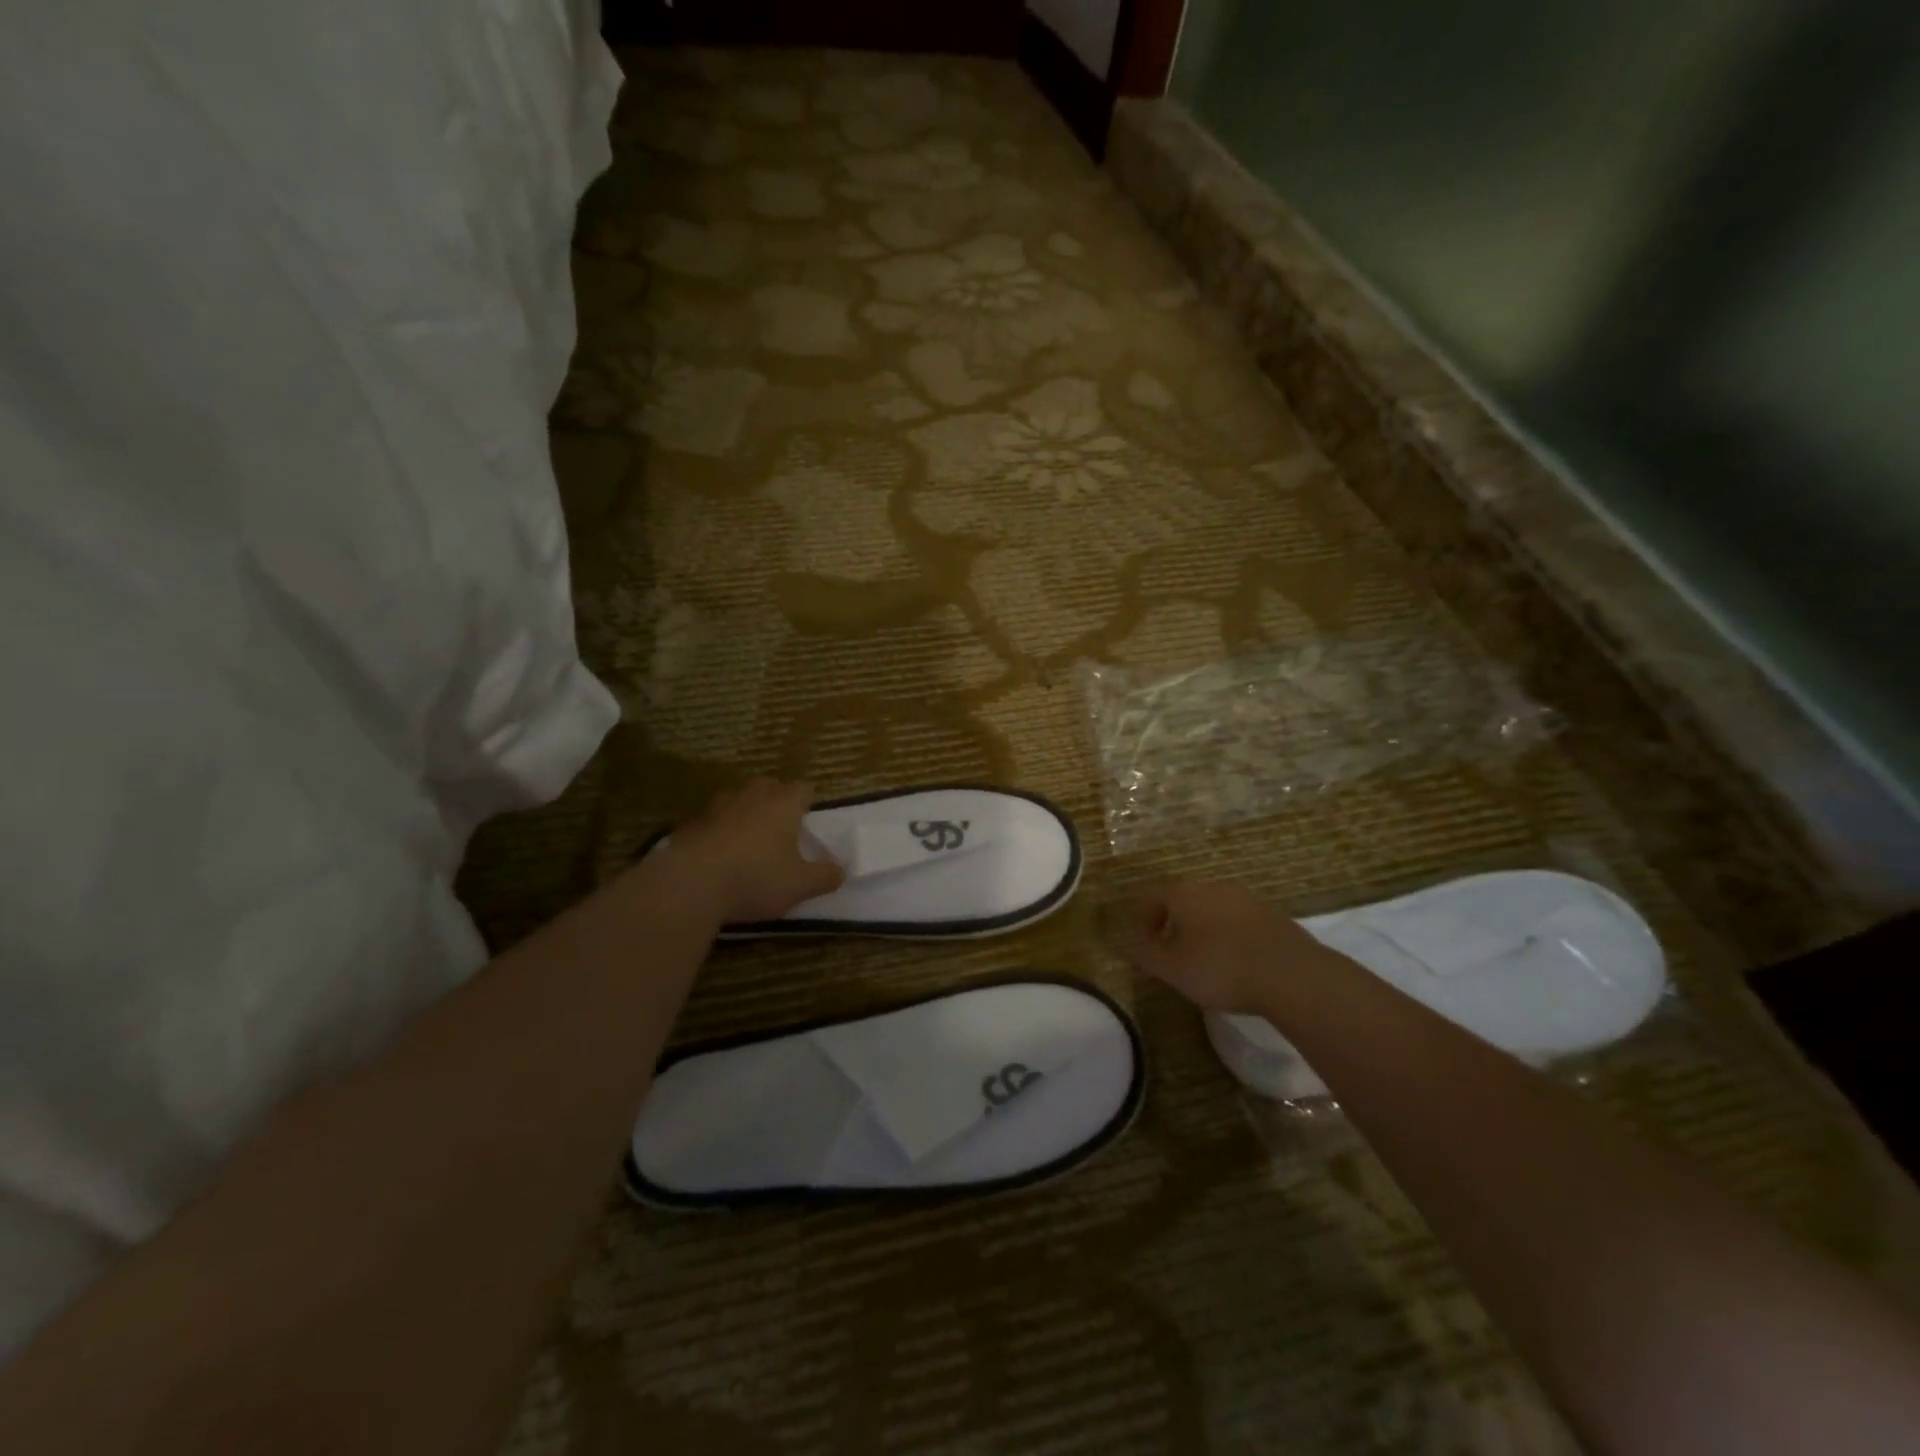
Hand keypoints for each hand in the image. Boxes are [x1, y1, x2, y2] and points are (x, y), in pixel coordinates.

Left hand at [662, 778, 844, 923]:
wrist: (690, 884)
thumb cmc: (756, 878)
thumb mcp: (800, 885)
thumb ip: (824, 877)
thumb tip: (841, 871)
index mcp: (783, 804)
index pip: (803, 788)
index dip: (808, 799)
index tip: (810, 814)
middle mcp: (751, 797)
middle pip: (767, 785)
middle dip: (775, 798)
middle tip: (780, 821)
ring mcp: (716, 808)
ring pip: (735, 798)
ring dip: (743, 810)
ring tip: (747, 834)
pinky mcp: (689, 825)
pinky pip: (709, 821)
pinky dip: (716, 830)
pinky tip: (716, 853)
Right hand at [1110, 879, 1336, 1014]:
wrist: (1292, 975)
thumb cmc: (1221, 968)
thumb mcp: (1172, 968)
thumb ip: (1146, 954)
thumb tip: (1130, 944)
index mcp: (1184, 893)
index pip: (1150, 894)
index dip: (1141, 917)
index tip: (1141, 942)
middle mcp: (1213, 886)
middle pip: (1182, 898)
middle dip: (1170, 922)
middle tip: (1167, 951)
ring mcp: (1245, 898)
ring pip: (1211, 908)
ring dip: (1199, 928)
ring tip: (1200, 958)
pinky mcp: (1271, 915)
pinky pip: (1237, 920)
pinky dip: (1226, 935)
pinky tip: (1233, 961)